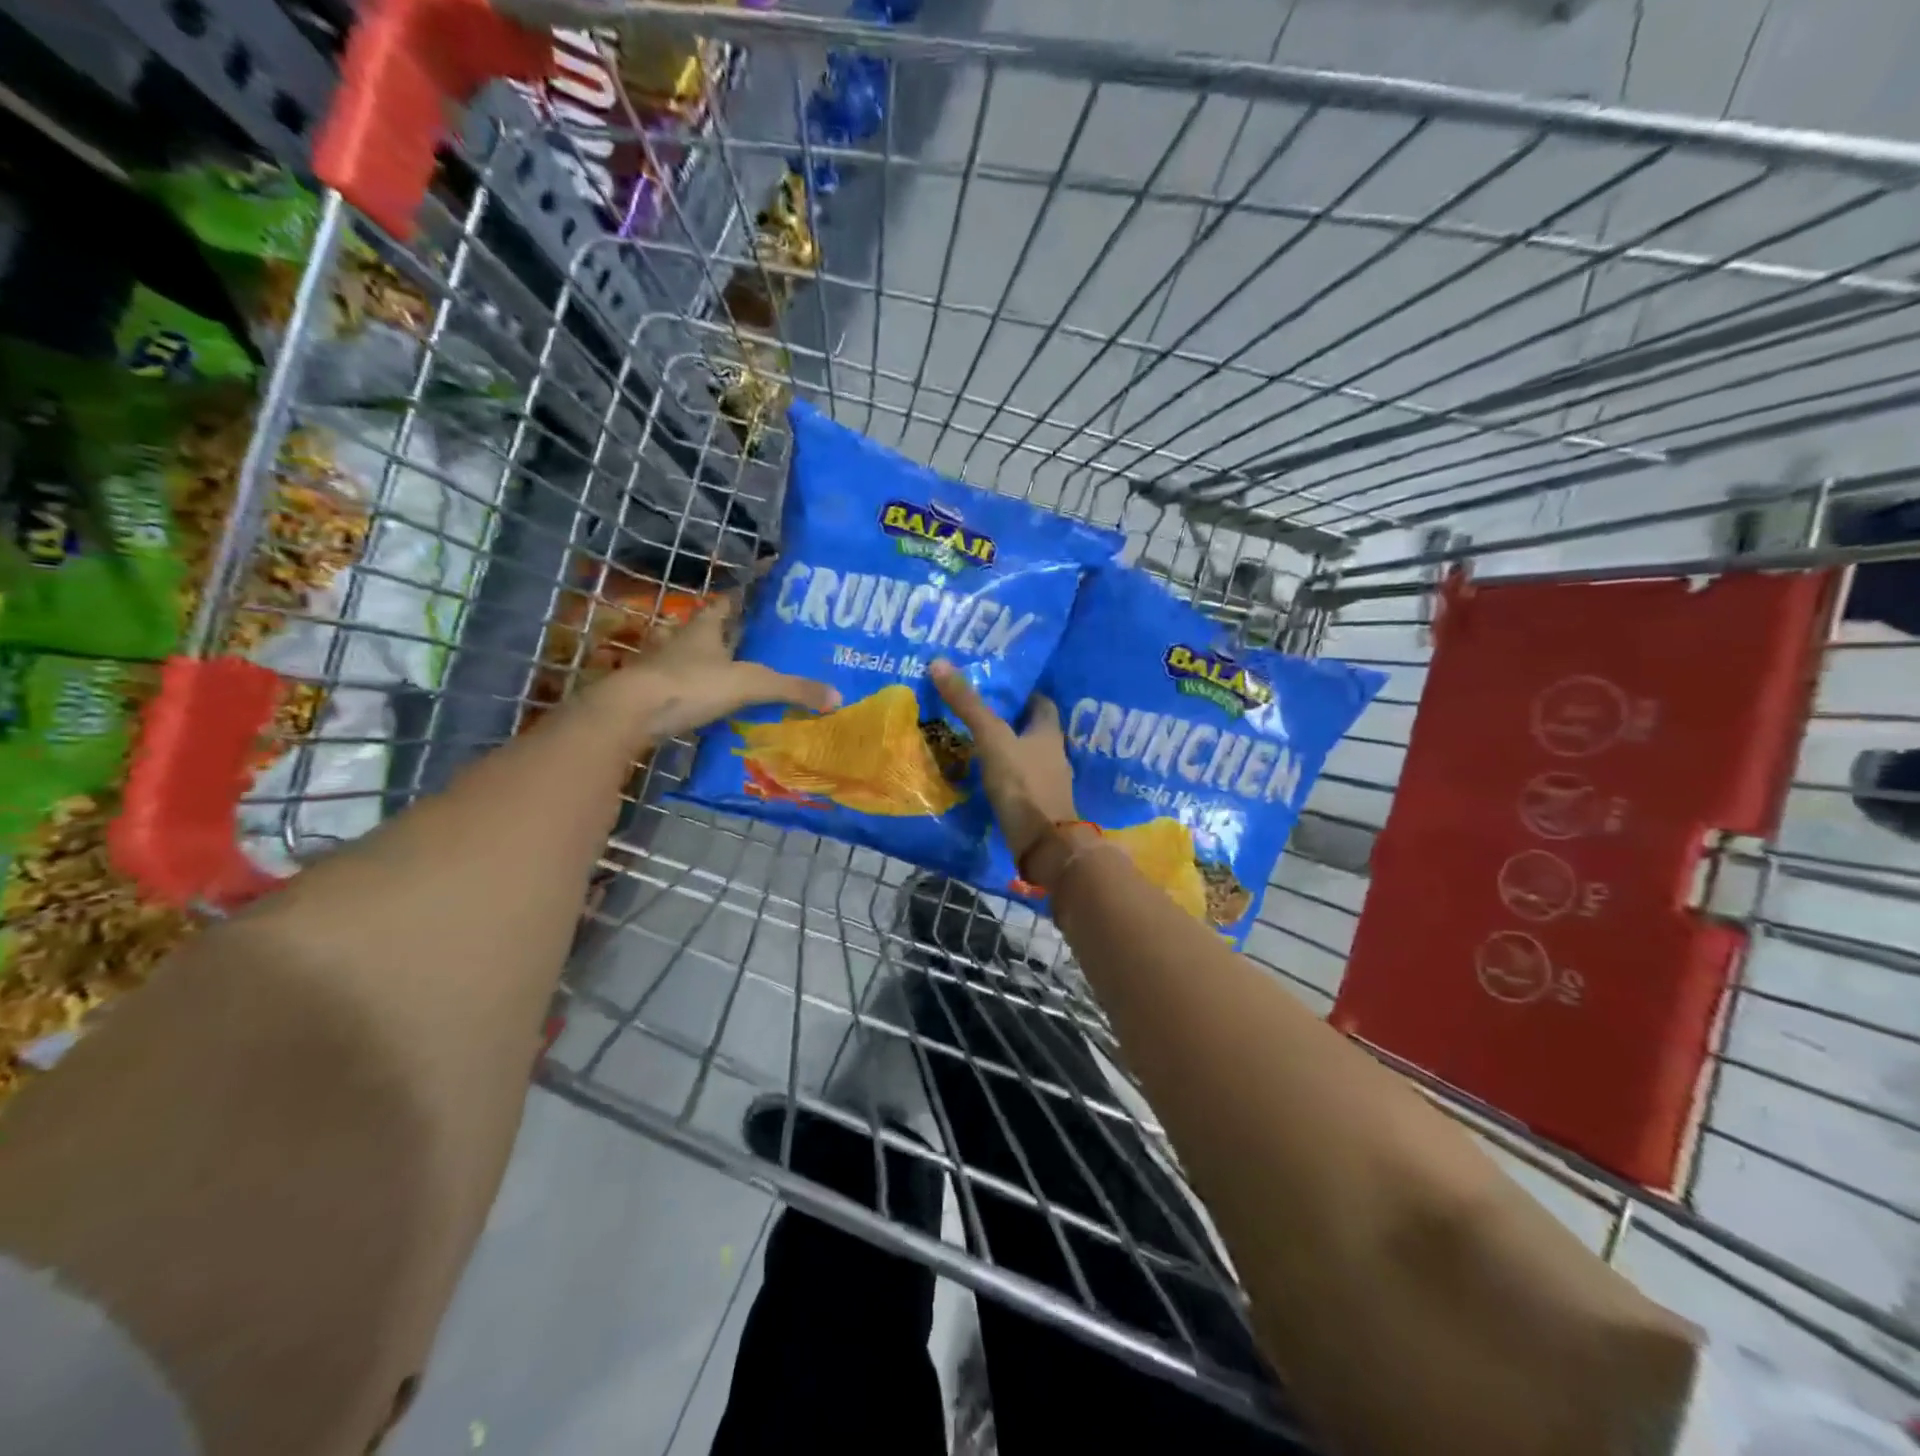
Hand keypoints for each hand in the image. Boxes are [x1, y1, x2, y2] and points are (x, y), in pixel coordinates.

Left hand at [597, 576, 838, 742]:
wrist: (632, 713)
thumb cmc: (691, 684)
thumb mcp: (750, 684)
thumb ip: (792, 688)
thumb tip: (837, 697)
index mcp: (706, 627)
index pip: (730, 600)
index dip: (748, 593)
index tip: (768, 587)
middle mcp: (684, 641)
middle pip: (713, 629)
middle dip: (737, 631)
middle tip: (768, 637)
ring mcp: (667, 667)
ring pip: (698, 657)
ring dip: (717, 662)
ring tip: (747, 670)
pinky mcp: (658, 694)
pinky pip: (688, 687)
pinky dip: (704, 691)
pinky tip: (719, 702)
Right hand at [930, 659, 1074, 861]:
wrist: (1044, 845)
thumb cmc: (1023, 784)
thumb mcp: (992, 739)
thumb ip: (968, 705)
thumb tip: (939, 661)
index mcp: (1049, 732)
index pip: (1041, 703)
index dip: (1023, 693)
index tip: (998, 687)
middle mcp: (1053, 755)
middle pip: (1032, 730)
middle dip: (1009, 721)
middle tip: (977, 712)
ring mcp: (1047, 783)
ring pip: (1025, 757)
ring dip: (1005, 750)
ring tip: (972, 743)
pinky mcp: (1036, 807)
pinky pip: (1018, 783)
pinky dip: (1003, 777)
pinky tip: (981, 778)